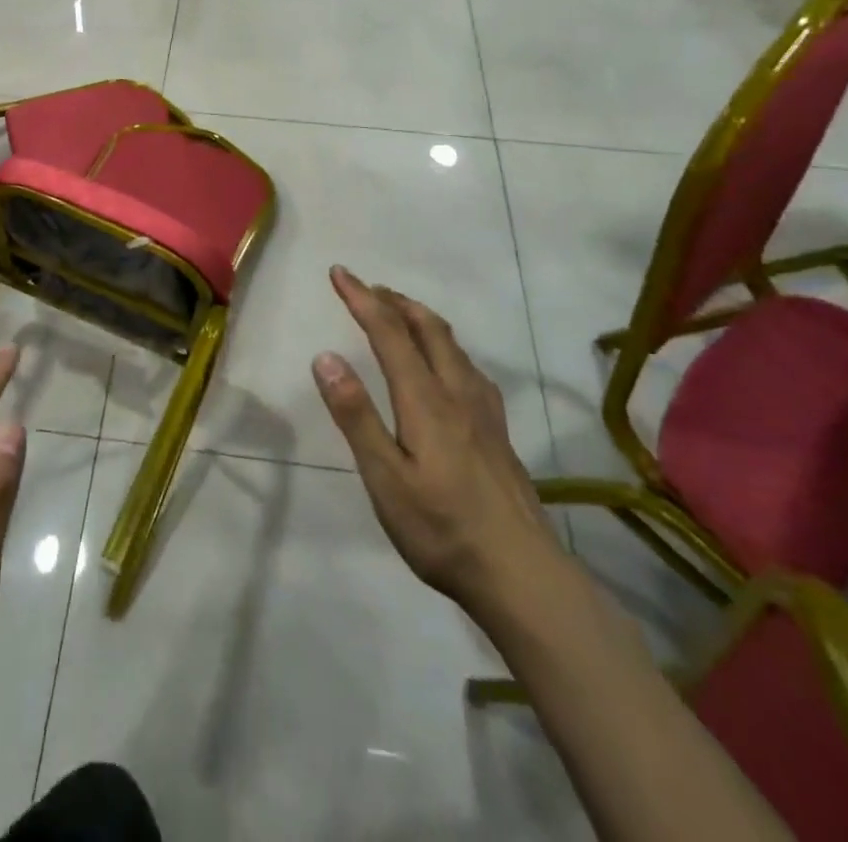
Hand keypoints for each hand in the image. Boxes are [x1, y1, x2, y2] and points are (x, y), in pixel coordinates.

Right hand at [312, 267, 568, 630]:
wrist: (522, 575)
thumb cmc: (441, 529)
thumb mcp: (385, 477)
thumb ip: (356, 415)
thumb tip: (325, 356)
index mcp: (425, 399)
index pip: (389, 332)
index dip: (362, 298)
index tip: (339, 272)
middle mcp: (457, 392)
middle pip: (427, 328)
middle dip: (394, 301)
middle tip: (368, 287)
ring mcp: (483, 412)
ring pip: (452, 345)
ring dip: (421, 318)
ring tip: (401, 312)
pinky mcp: (498, 432)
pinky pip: (468, 367)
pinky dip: (446, 345)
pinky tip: (448, 365)